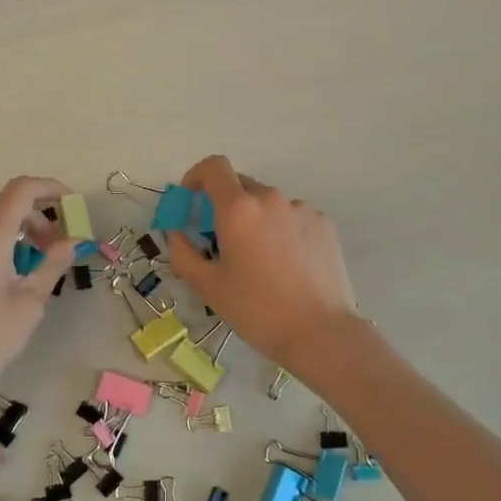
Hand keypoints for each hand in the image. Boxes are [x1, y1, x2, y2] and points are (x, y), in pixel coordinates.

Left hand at [0, 176, 76, 410]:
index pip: (21, 190)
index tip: (69, 202)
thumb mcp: (29, 305)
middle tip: (53, 245)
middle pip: (1, 205)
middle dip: (32, 216)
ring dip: (8, 232)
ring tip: (24, 266)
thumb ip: (52, 265)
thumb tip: (71, 241)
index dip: (49, 188)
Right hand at [166, 155, 358, 367]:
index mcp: (238, 209)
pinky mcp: (324, 224)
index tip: (192, 199)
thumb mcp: (207, 286)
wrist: (321, 333)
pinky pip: (292, 217)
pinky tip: (287, 264)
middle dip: (224, 205)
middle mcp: (270, 199)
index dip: (197, 175)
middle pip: (240, 185)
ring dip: (255, 219)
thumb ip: (182, 252)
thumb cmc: (256, 310)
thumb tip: (176, 232)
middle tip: (222, 240)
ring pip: (267, 203)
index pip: (213, 167)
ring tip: (260, 260)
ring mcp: (301, 209)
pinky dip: (281, 230)